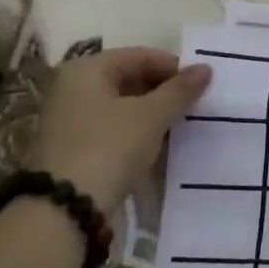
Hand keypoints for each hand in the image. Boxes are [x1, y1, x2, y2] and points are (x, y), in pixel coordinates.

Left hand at [26, 47, 211, 206]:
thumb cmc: (108, 147)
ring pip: (120, 107)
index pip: (140, 56)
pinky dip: (134, 134)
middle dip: (162, 92)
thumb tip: (206, 68)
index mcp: (87, 69)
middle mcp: (72, 88)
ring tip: (180, 126)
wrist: (62, 211)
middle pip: (128, 80)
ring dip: (150, 115)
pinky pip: (111, 130)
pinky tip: (157, 147)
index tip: (201, 85)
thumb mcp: (151, 116)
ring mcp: (68, 121)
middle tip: (193, 106)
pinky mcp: (70, 150)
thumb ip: (180, 90)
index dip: (174, 68)